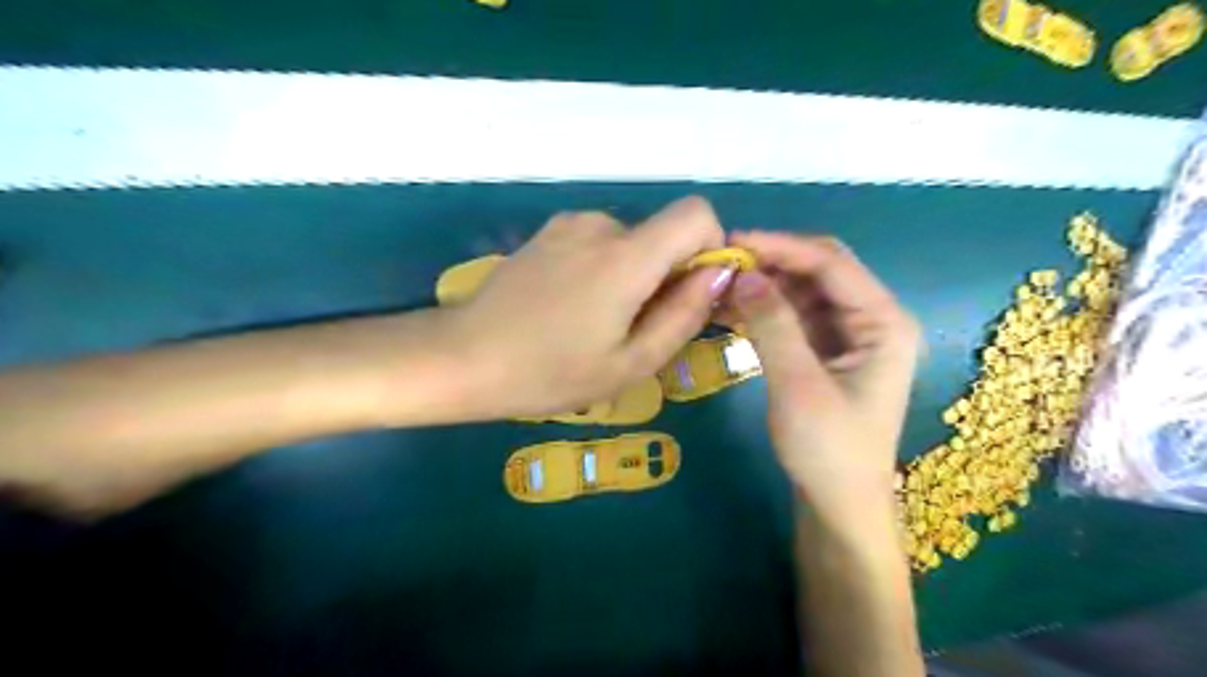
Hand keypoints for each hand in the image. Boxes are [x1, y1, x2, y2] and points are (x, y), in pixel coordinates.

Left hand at [445, 192, 734, 418]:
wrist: (464, 357)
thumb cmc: (550, 372)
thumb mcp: (631, 363)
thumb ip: (684, 314)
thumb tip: (719, 273)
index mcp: (626, 256)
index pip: (697, 214)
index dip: (710, 248)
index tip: (691, 293)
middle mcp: (601, 225)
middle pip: (663, 234)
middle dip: (666, 276)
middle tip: (634, 330)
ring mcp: (568, 224)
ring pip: (631, 242)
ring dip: (633, 276)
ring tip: (597, 323)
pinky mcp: (548, 233)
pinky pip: (599, 243)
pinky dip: (605, 269)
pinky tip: (572, 308)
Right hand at [725, 232, 924, 527]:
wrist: (839, 506)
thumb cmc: (828, 450)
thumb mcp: (797, 384)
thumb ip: (773, 324)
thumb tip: (744, 273)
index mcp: (883, 322)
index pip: (830, 263)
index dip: (780, 246)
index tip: (731, 241)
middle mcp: (871, 319)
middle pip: (819, 271)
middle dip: (771, 262)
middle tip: (722, 262)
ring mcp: (849, 336)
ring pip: (803, 292)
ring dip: (764, 284)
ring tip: (719, 284)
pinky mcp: (827, 352)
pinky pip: (794, 317)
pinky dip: (765, 309)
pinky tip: (732, 308)